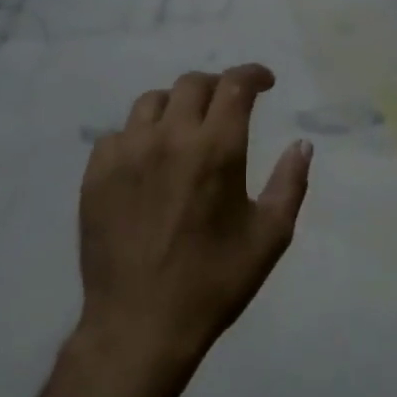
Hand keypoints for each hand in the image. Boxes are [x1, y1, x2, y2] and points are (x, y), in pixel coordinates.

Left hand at [79, 65, 311, 364]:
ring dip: (177, 107)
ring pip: (150, 103)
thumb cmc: (215, 281)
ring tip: (187, 130)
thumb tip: (302, 145)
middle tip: (230, 107)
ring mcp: (124, 154)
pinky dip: (141, 135)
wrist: (142, 322)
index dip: (253, 74)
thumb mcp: (270, 236)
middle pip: (191, 85)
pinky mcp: (95, 175)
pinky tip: (150, 161)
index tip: (265, 82)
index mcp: (215, 150)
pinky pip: (118, 134)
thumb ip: (291, 182)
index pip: (234, 86)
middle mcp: (167, 138)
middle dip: (218, 87)